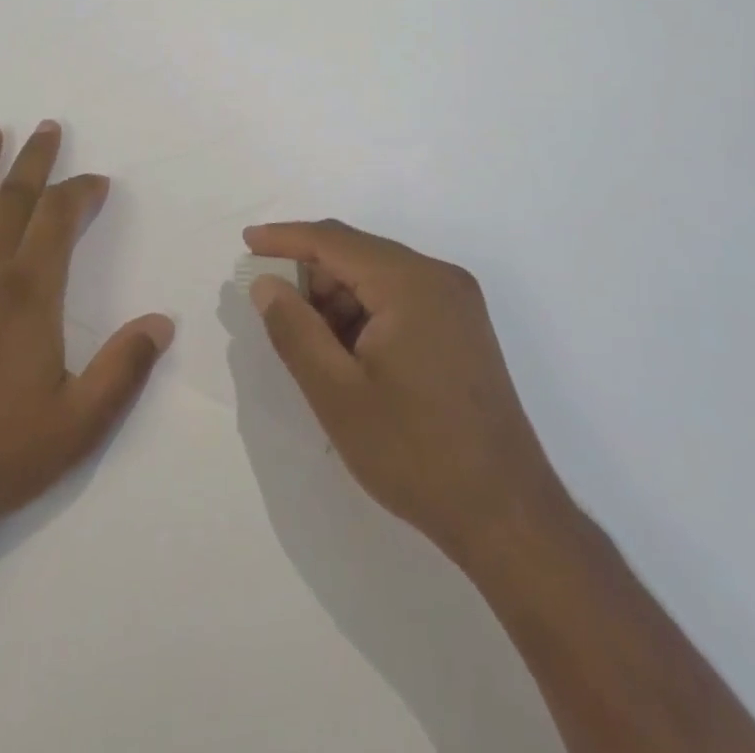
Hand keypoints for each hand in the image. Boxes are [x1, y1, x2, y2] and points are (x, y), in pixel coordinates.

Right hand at [243, 219, 566, 566]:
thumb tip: (267, 285)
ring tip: (313, 346)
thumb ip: (294, 330)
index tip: (247, 242)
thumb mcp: (337, 393)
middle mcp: (439, 278)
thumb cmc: (415, 453)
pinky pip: (401, 300)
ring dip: (338, 299)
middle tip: (275, 311)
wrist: (508, 517)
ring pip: (378, 278)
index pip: (334, 241)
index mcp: (411, 283)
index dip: (285, 238)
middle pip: (358, 255)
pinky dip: (366, 314)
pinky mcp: (463, 329)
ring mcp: (457, 303)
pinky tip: (349, 356)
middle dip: (311, 276)